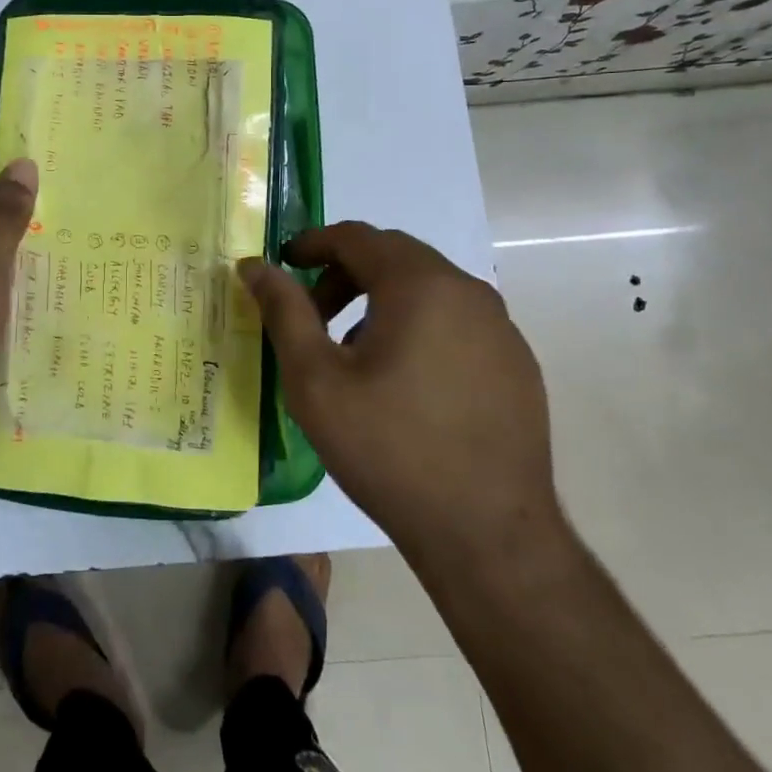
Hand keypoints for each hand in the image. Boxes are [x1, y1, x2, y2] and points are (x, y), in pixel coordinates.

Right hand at [238, 222, 560, 553]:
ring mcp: (501, 327)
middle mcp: (468, 291)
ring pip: (429, 288)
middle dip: (346, 273)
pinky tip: (405, 381)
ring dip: (383, 300)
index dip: (313, 243)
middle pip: (395, 257)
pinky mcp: (517, 363)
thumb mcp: (316, 381)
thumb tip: (254, 265)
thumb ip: (284, 312)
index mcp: (421, 285)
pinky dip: (420, 325)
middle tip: (314, 313)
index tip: (284, 264)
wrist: (488, 535)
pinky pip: (458, 321)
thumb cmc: (390, 449)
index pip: (357, 236)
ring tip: (354, 353)